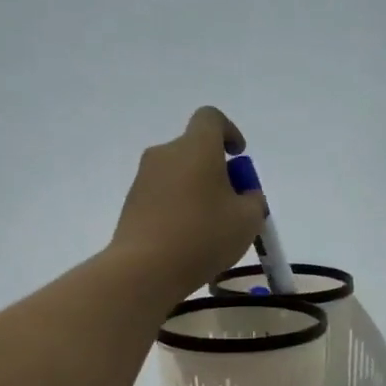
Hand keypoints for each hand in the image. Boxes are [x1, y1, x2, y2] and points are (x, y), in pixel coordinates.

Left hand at [109, 106, 267, 296]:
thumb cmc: (204, 236)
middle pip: (196, 150)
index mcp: (197, 148)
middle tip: (234, 204)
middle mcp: (166, 153)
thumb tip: (244, 195)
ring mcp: (145, 178)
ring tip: (213, 228)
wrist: (146, 267)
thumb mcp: (248, 220)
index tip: (239, 156)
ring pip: (180, 174)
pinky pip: (165, 196)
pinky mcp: (133, 202)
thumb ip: (253, 201)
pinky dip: (181, 208)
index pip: (211, 118)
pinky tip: (190, 239)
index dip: (229, 132)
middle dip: (217, 170)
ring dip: (199, 191)